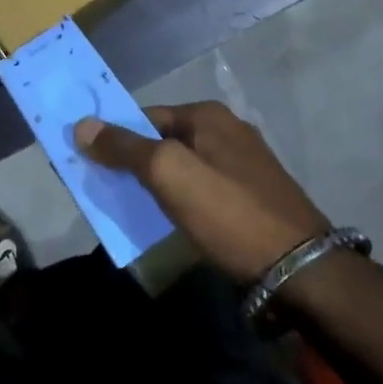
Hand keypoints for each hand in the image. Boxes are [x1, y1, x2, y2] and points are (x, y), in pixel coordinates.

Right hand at [73, 101, 329, 283]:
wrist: (300, 267)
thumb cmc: (228, 212)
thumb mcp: (169, 174)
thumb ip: (125, 148)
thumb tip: (82, 125)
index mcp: (208, 115)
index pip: (144, 115)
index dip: (113, 136)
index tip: (87, 163)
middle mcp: (227, 130)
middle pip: (163, 140)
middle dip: (132, 161)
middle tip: (103, 189)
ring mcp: (243, 163)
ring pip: (182, 166)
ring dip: (154, 183)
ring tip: (129, 208)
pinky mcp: (251, 195)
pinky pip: (201, 188)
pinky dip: (179, 199)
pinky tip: (169, 220)